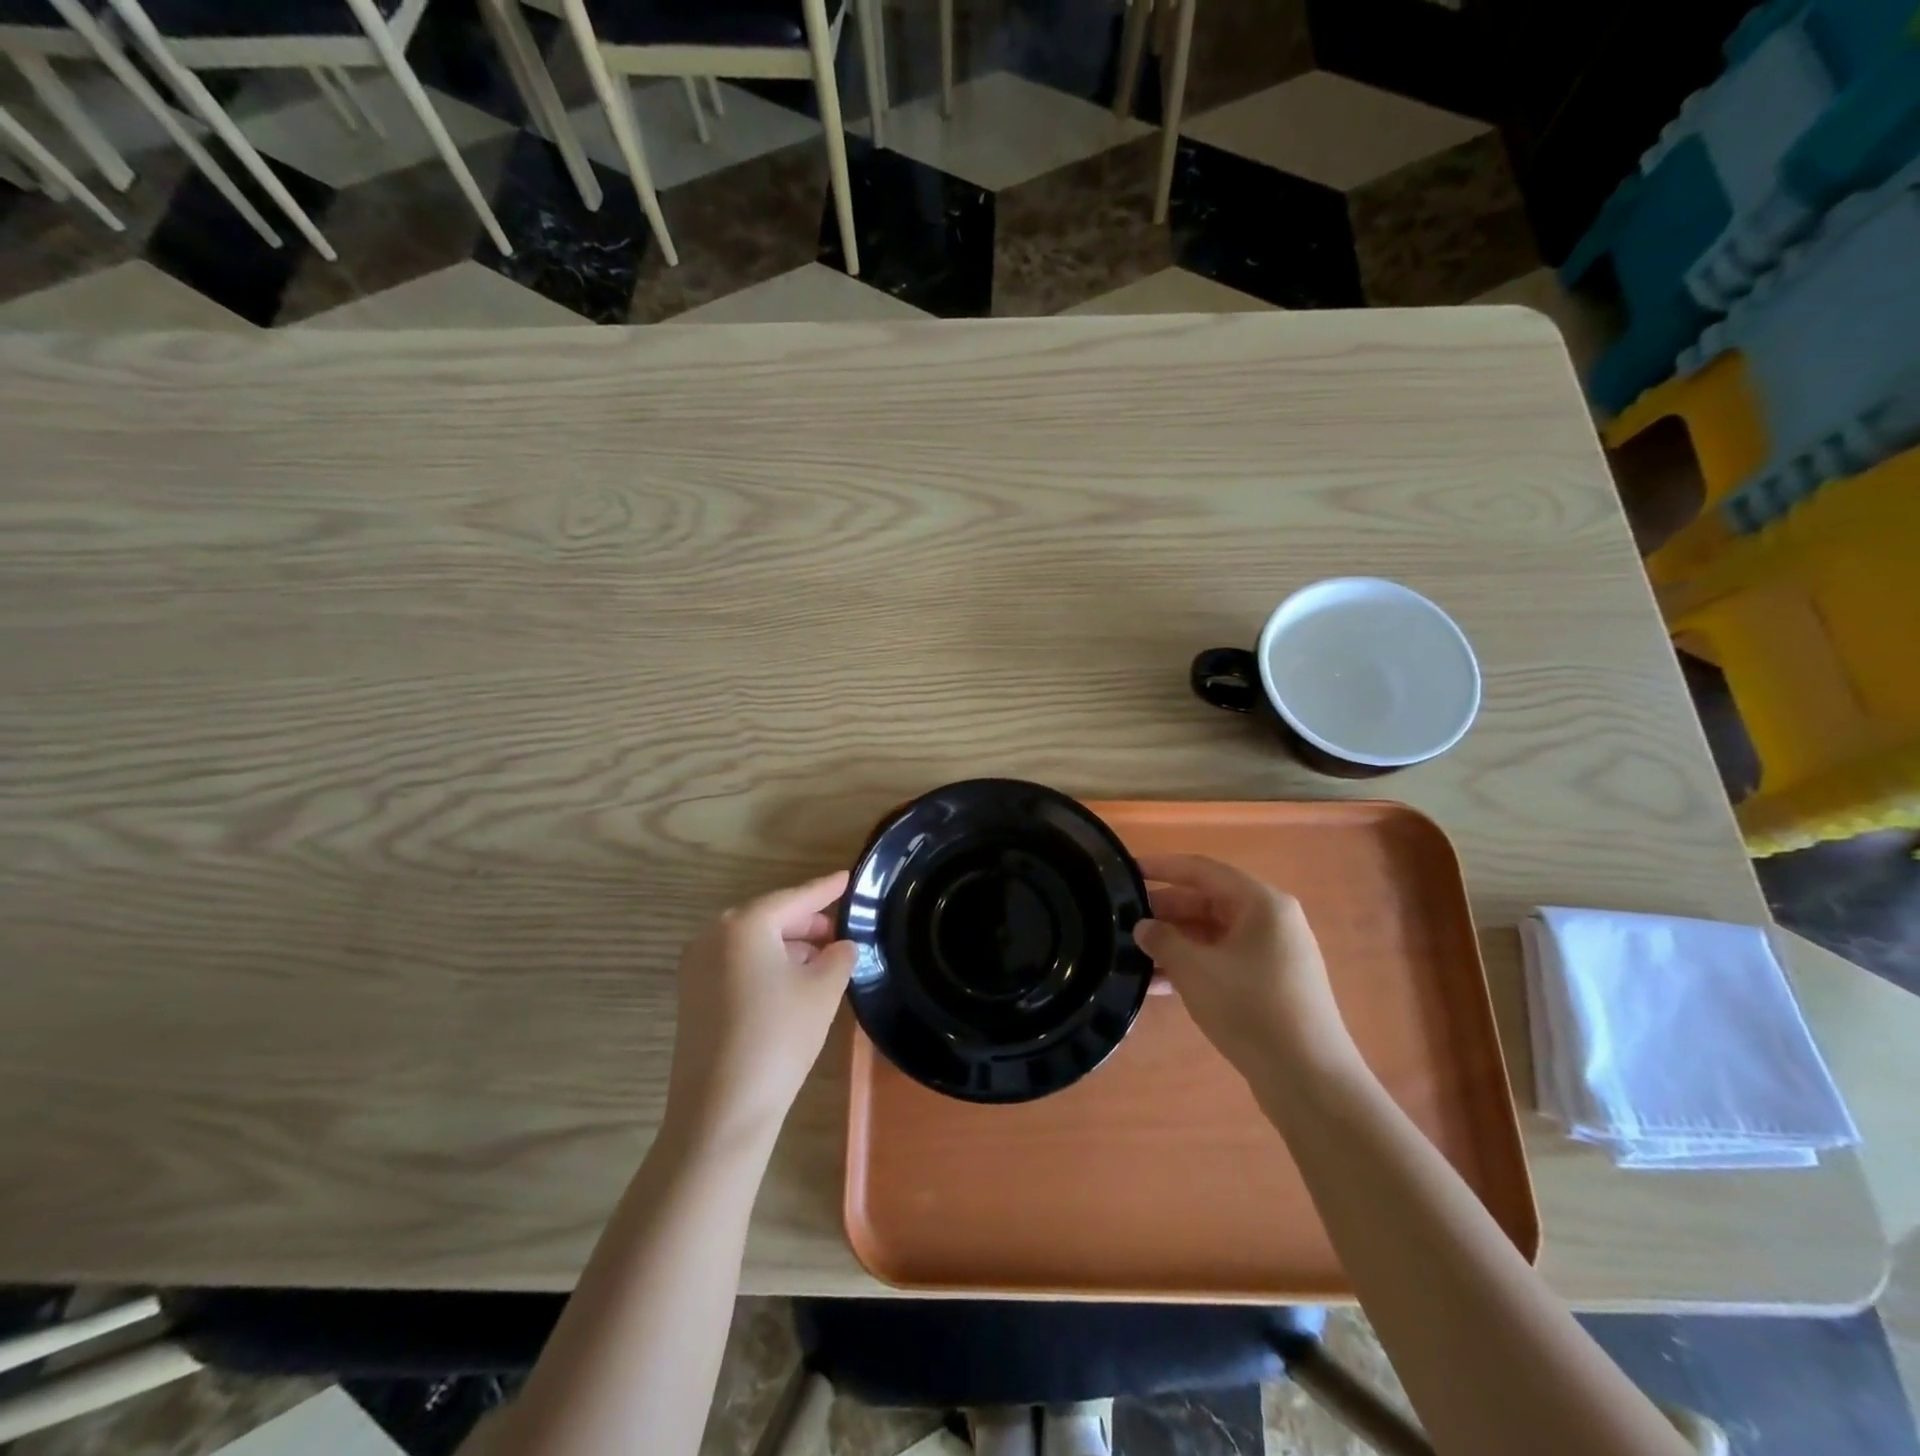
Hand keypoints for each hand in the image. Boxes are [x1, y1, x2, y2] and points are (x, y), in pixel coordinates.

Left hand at [664, 871, 856, 1148]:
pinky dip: (766, 964)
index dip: (825, 889)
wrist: (721, 1110)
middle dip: (806, 922)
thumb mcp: (822, 991)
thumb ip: (839, 957)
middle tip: (840, 930)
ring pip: (752, 942)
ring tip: (822, 958)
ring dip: (787, 945)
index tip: (848, 877)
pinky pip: (736, 963)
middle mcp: (713, 936)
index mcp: (743, 925)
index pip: (794, 898)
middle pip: (769, 917)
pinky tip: (792, 981)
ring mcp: (696, 966)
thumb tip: (842, 946)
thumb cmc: (778, 1037)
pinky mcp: (693, 995)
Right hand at [1134, 854, 1357, 1081]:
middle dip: (1166, 910)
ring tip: (1133, 952)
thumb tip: (1143, 927)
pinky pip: (1223, 961)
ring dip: (1175, 942)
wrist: (1309, 1079)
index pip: (1203, 870)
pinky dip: (1193, 966)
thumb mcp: (1195, 969)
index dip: (1163, 867)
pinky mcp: (1271, 985)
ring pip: (1213, 935)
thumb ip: (1163, 940)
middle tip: (1124, 918)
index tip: (1128, 870)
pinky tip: (1157, 984)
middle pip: (1209, 901)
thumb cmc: (1251, 1008)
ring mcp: (1274, 955)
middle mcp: (1271, 921)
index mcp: (1261, 903)